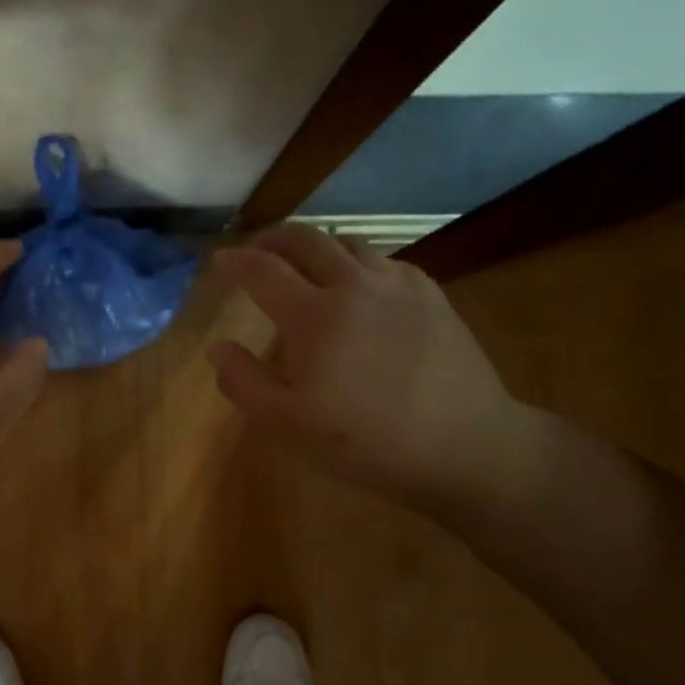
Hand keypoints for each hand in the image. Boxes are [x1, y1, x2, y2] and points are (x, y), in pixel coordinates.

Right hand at [209, 226, 529, 510]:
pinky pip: (384, 261)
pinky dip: (357, 263)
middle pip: (305, 239)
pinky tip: (358, 289)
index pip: (263, 270)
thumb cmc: (366, 441)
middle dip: (272, 238)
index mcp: (313, 315)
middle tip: (256, 251)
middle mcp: (354, 285)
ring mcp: (398, 285)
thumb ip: (244, 382)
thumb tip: (219, 348)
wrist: (465, 446)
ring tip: (305, 268)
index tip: (220, 260)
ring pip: (347, 243)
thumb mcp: (288, 424)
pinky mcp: (431, 294)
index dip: (235, 260)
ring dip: (316, 248)